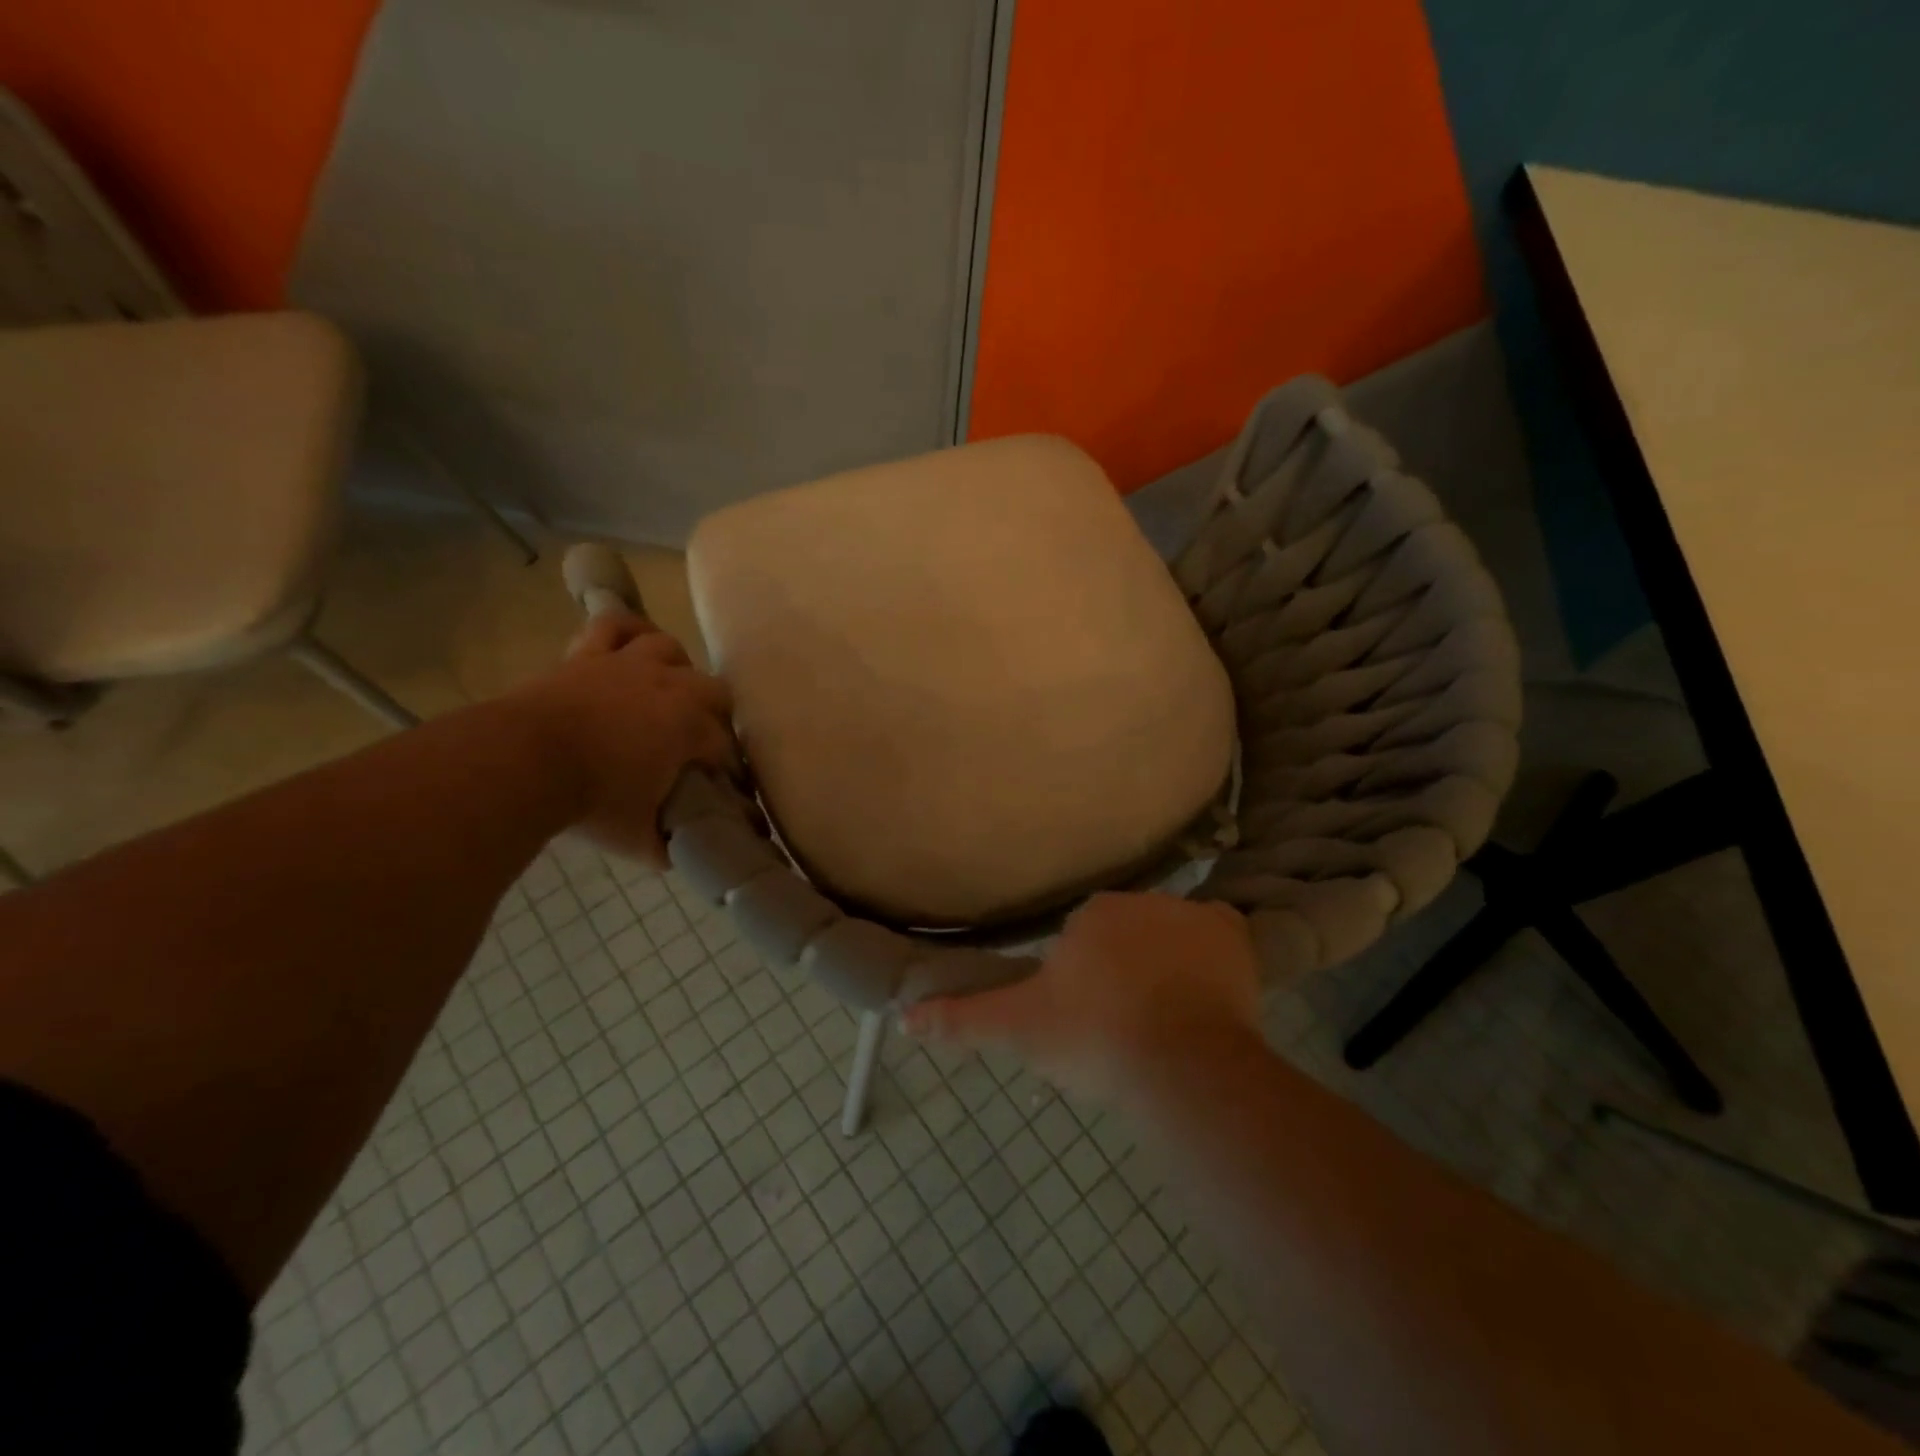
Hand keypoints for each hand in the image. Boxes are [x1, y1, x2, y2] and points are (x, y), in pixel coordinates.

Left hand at [517, 611, 736, 865]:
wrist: (521, 764)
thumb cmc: (589, 802)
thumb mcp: (637, 838)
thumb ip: (665, 845)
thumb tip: (679, 854)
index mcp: (690, 728)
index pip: (725, 748)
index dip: (728, 771)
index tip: (724, 789)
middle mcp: (671, 687)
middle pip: (714, 691)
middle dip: (715, 717)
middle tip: (699, 743)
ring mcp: (628, 664)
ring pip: (670, 649)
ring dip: (676, 668)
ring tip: (669, 690)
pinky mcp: (589, 655)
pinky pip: (615, 625)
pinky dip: (628, 630)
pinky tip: (634, 641)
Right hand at [903, 891, 1262, 1103]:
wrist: (1179, 1063)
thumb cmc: (1093, 1038)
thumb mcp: (1020, 1030)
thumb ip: (962, 1020)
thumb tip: (902, 1016)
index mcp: (1092, 914)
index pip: (1084, 937)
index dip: (1085, 978)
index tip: (1090, 1016)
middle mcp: (1140, 900)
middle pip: (1127, 933)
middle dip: (1124, 967)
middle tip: (1127, 1021)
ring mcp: (1189, 915)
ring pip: (1169, 933)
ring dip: (1165, 963)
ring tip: (1167, 1018)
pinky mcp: (1233, 935)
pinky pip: (1217, 933)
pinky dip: (1212, 953)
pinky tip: (1206, 987)